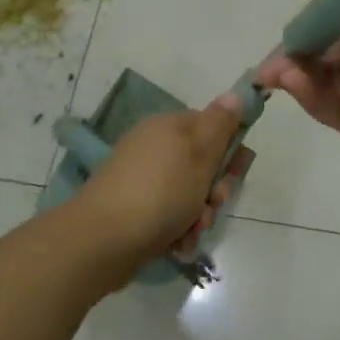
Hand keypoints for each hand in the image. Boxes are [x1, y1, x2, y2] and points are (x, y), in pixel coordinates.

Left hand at [67, 98, 242, 281]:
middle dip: (215, 188)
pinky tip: (179, 243)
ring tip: (193, 230)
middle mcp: (155, 147)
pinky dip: (179, 229)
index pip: (212, 126)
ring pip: (189, 193)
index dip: (230, 148)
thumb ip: (220, 123)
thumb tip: (234, 95)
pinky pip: (169, 214)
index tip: (237, 171)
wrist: (103, 239)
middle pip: (202, 163)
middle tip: (215, 204)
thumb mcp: (200, 152)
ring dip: (200, 213)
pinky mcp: (134, 209)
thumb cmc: (161, 191)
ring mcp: (143, 179)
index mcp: (170, 126)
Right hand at [256, 0, 339, 149]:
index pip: (333, 28)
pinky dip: (312, 99)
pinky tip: (296, 84)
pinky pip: (336, 112)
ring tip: (278, 73)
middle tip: (268, 66)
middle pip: (325, 62)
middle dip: (295, 61)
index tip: (282, 36)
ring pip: (326, 88)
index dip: (305, 32)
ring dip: (299, 80)